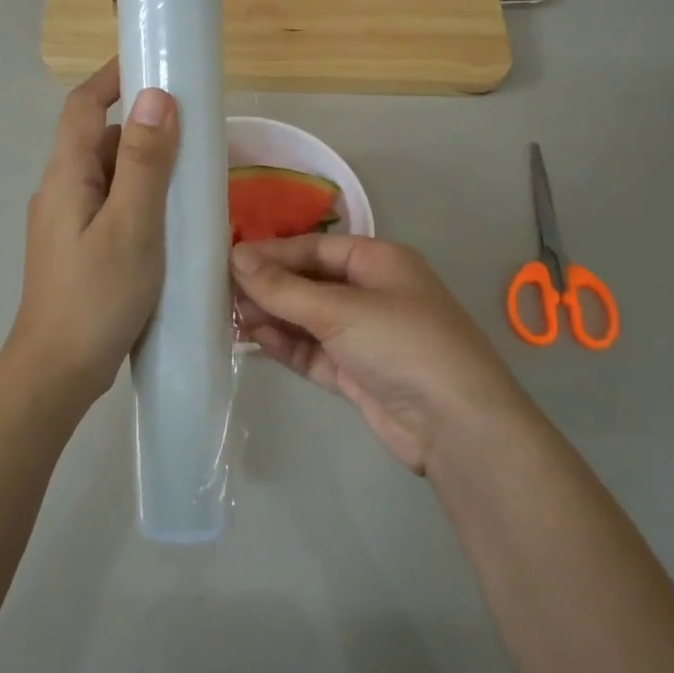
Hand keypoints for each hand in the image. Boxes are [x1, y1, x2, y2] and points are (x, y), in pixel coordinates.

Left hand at [6, 59, 177, 403]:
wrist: (57, 371)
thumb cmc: (97, 296)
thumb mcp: (131, 225)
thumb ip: (143, 163)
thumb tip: (154, 97)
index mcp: (66, 177)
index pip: (82, 106)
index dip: (111, 77)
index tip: (151, 60)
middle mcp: (61, 193)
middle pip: (99, 142)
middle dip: (143, 130)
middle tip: (194, 134)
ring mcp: (67, 226)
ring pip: (109, 179)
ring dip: (146, 170)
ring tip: (193, 180)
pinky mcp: (80, 253)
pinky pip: (112, 210)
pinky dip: (141, 203)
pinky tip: (172, 225)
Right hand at [232, 235, 533, 475]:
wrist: (454, 424)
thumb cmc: (402, 344)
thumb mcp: (340, 309)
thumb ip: (284, 287)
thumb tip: (235, 257)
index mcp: (378, 261)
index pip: (314, 248)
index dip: (271, 253)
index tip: (227, 261)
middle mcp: (370, 293)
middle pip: (308, 282)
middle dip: (268, 287)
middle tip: (219, 293)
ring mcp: (363, 335)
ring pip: (307, 318)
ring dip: (272, 317)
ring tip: (228, 318)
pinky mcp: (355, 372)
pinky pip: (312, 351)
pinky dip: (285, 346)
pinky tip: (254, 341)